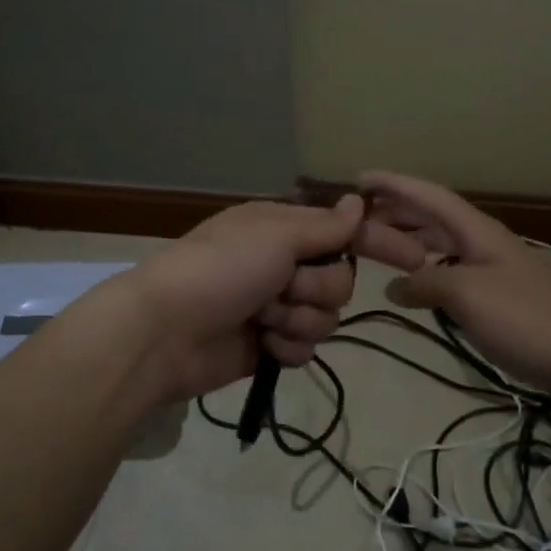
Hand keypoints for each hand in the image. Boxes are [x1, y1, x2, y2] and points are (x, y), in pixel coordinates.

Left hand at [115, 195, 363, 401]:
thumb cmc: (221, 269)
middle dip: (317, 289)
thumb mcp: (274, 235)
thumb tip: (359, 202)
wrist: (166, 332)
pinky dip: (286, 348)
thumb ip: (324, 226)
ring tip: (263, 320)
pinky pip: (306, 348)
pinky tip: (262, 345)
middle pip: (339, 280)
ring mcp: (275, 308)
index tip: (384, 255)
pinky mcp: (269, 347)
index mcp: (280, 229)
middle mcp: (282, 265)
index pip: (338, 233)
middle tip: (283, 288)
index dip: (359, 244)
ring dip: (298, 320)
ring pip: (326, 317)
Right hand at [353, 172, 550, 401]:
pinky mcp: (500, 300)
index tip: (359, 178)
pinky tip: (415, 289)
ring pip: (441, 245)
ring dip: (409, 240)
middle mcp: (483, 243)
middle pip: (433, 217)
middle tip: (357, 217)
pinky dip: (426, 273)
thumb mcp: (467, 295)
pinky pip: (451, 273)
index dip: (394, 184)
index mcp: (477, 231)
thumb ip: (426, 283)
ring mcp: (493, 271)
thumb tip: (394, 288)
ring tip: (375, 247)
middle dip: (396, 211)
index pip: (428, 196)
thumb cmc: (528, 318)